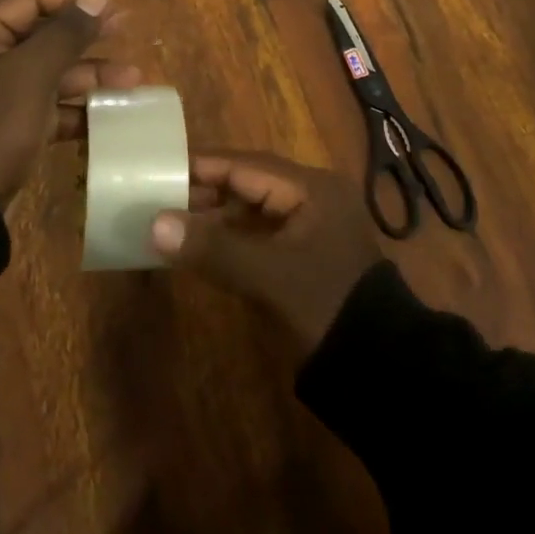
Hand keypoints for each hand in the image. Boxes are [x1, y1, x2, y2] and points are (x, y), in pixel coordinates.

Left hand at [0, 0, 138, 205]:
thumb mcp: (29, 76)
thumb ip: (66, 33)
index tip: (113, 6)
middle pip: (37, 35)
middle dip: (85, 37)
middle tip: (127, 32)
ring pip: (42, 73)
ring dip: (86, 75)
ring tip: (132, 80)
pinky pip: (38, 107)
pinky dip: (70, 109)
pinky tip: (108, 114)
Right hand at [150, 151, 382, 349]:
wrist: (379, 368)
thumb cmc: (324, 305)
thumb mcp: (267, 275)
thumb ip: (212, 247)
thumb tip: (155, 224)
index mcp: (311, 188)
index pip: (246, 165)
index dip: (202, 167)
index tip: (159, 167)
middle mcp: (311, 198)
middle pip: (248, 183)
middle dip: (204, 191)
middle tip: (156, 197)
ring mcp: (309, 228)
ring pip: (251, 211)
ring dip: (214, 218)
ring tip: (168, 222)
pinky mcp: (304, 257)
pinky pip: (258, 235)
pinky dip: (230, 240)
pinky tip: (199, 248)